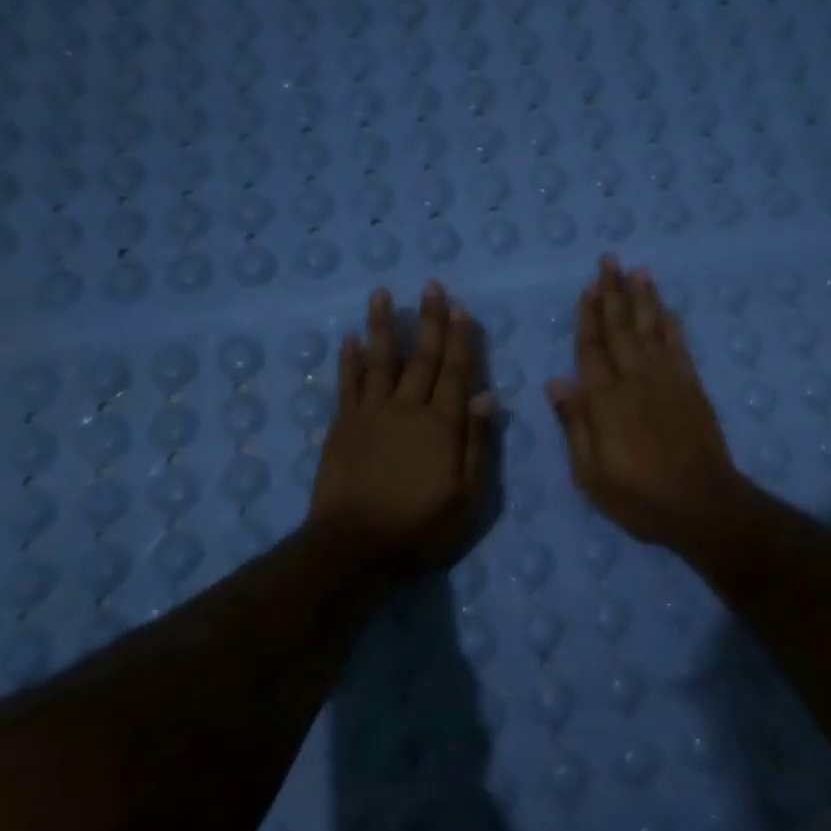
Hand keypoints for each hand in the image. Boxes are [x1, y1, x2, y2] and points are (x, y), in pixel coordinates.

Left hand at [310, 282, 494, 567]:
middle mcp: (407, 408)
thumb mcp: (467, 495)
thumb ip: (478, 443)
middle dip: (428, 320)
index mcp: (442, 424)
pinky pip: (347, 384)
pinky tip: (350, 338)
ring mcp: (370, 414)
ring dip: (383, 326)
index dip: (459, 339)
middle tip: (431, 285)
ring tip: (382, 294)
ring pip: (380, 360)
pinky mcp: (342, 426)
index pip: (455, 372)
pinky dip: (349, 360)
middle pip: (421, 357)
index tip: (460, 307)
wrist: (355, 545)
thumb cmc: (421, 525)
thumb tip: (488, 396)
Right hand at [546, 257, 746, 547]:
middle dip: (614, 293)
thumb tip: (556, 382)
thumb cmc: (639, 497)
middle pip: (621, 328)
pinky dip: (671, 325)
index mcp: (605, 401)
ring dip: (644, 299)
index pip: (591, 349)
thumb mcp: (591, 474)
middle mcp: (636, 380)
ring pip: (652, 329)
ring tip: (638, 271)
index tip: (587, 288)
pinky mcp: (692, 388)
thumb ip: (574, 425)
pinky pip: (679, 346)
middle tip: (609, 260)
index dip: (588, 317)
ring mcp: (668, 380)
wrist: (702, 505)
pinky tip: (666, 310)